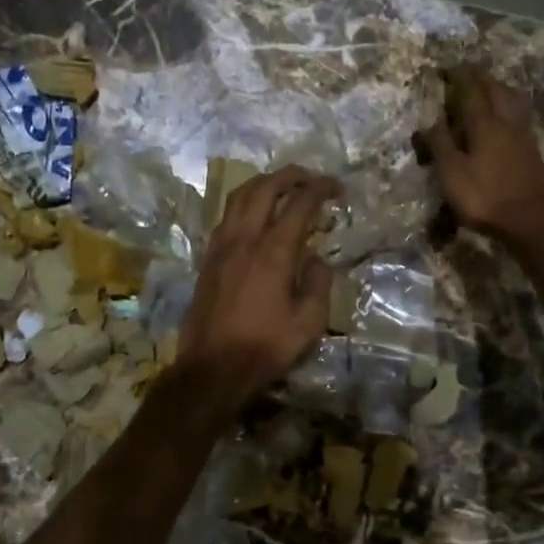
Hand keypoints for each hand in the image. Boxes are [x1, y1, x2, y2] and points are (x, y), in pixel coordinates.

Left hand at [177, 165, 339, 406]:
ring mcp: (221, 246)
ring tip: (281, 186)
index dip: (320, 188)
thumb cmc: (265, 347)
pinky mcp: (208, 258)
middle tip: (309, 177)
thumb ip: (318, 283)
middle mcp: (244, 239)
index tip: (335, 186)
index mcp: (274, 252)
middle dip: (290, 175)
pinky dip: (243, 204)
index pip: (299, 204)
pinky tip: (253, 215)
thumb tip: (317, 259)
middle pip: (265, 188)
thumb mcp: (309, 322)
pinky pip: (226, 216)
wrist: (213, 368)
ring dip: (262, 183)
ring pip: (239, 197)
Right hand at [418, 65, 543, 246]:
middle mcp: (506, 121)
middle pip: (495, 89)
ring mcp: (522, 134)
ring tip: (487, 86)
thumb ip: (441, 144)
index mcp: (484, 124)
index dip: (459, 76)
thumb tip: (430, 121)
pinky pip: (518, 114)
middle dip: (480, 77)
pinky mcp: (531, 148)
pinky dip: (508, 105)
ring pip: (511, 99)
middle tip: (467, 71)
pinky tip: (505, 114)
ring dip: (498, 88)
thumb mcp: (452, 173)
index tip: (448, 66)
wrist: (531, 220)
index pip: (471, 90)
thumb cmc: (485, 197)